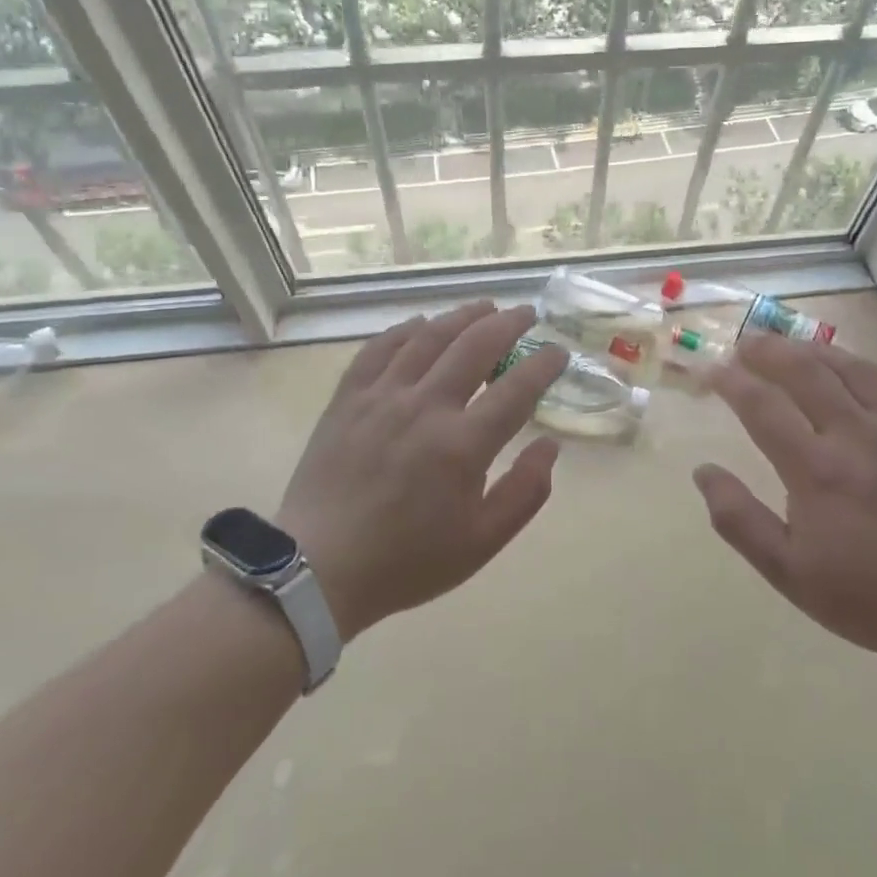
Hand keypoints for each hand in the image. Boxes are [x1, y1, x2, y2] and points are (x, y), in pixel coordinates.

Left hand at [272, 301, 568, 642]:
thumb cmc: (407, 561)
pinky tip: (421, 325)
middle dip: (509, 324)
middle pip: (475, 346)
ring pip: (429, 337)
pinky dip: (406, 330)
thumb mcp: (482, 542)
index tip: (558, 353)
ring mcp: (382, 397)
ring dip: (462, 316)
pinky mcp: (348, 399)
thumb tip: (550, 446)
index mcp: (462, 445)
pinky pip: (380, 348)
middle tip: (527, 314)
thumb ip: (525, 492)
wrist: (318, 569)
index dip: (544, 364)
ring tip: (484, 307)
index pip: (517, 389)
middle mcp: (425, 408)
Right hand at [693, 335, 876, 670]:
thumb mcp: (788, 572)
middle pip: (805, 371)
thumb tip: (703, 471)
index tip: (710, 371)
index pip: (762, 406)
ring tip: (788, 345)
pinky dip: (865, 363)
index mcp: (817, 469)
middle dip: (768, 351)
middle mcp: (856, 434)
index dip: (730, 382)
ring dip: (812, 349)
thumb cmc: (868, 596)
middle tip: (744, 345)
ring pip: (850, 366)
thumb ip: (739, 520)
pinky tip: (853, 364)